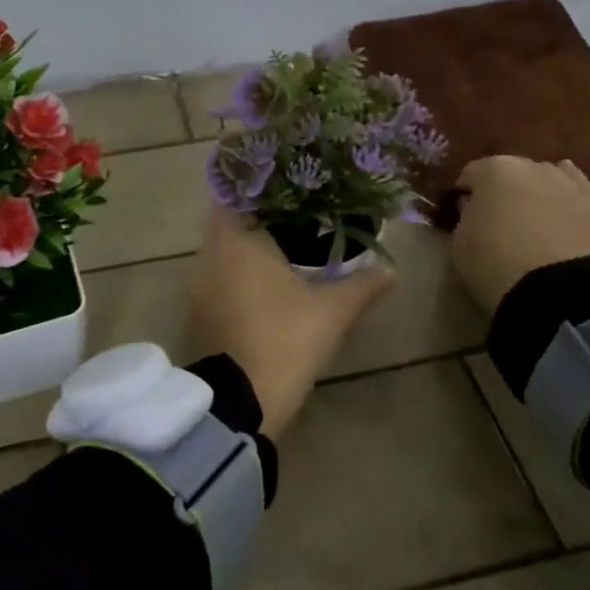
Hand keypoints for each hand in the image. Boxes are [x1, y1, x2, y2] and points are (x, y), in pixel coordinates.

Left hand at [186, 208, 394, 436]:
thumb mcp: (332, 311)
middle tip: (300, 217)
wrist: (239, 402)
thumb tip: (391, 270)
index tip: (291, 189)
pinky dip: (240, 275)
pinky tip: (269, 285)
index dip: (261, 188)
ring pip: (225, 252)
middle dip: (263, 218)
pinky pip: (220, 278)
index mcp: (235, 240)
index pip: (237, 193)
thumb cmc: (284, 339)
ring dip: (251, 249)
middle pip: (232, 222)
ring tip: (289, 247)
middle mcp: (208, 255)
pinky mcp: (198, 313)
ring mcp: (198, 286)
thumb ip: (362, 285)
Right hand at [451, 156, 589, 312]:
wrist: (556, 289)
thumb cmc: (495, 262)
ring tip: (527, 216)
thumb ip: (465, 215)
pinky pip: (572, 187)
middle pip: (508, 171)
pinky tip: (557, 205)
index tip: (461, 211)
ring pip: (541, 177)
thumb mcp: (460, 242)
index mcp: (493, 170)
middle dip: (500, 188)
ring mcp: (564, 181)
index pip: (471, 173)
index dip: (465, 192)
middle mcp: (530, 165)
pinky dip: (561, 193)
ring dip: (531, 190)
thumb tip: (472, 204)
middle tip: (495, 216)